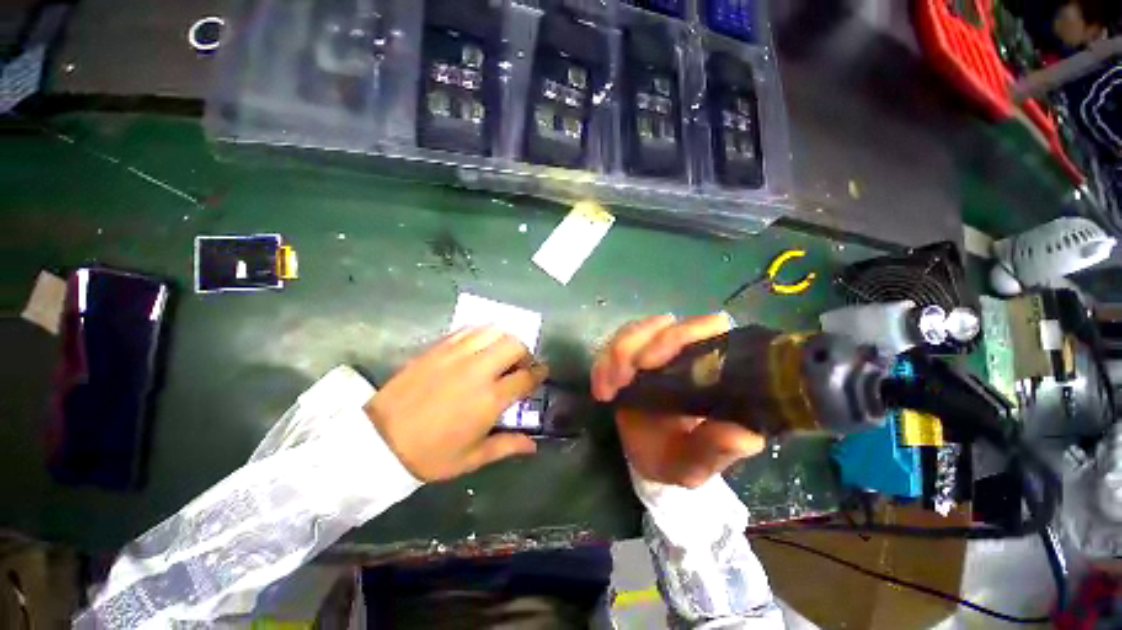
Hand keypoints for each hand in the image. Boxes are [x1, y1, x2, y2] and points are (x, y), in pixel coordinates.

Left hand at [365, 327, 546, 481]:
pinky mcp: (438, 348)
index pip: (526, 376)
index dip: (539, 372)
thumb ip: (506, 446)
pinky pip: (468, 330)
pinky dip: (481, 334)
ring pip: (493, 331)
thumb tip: (533, 446)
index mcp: (490, 399)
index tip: (542, 372)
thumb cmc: (429, 455)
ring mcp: (456, 355)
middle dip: (524, 352)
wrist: (378, 441)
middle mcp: (478, 370)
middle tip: (519, 365)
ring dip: (504, 339)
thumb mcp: (471, 458)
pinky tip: (477, 346)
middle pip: (514, 345)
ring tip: (499, 353)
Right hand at [592, 314, 764, 487]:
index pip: (707, 326)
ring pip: (634, 330)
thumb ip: (717, 451)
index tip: (649, 363)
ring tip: (608, 388)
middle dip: (634, 346)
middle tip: (620, 378)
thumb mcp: (698, 463)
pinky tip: (600, 389)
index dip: (679, 335)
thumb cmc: (679, 456)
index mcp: (712, 366)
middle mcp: (683, 349)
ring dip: (616, 354)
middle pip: (661, 324)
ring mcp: (653, 348)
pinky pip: (610, 346)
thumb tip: (741, 436)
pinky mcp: (628, 355)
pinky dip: (602, 364)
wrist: (647, 456)